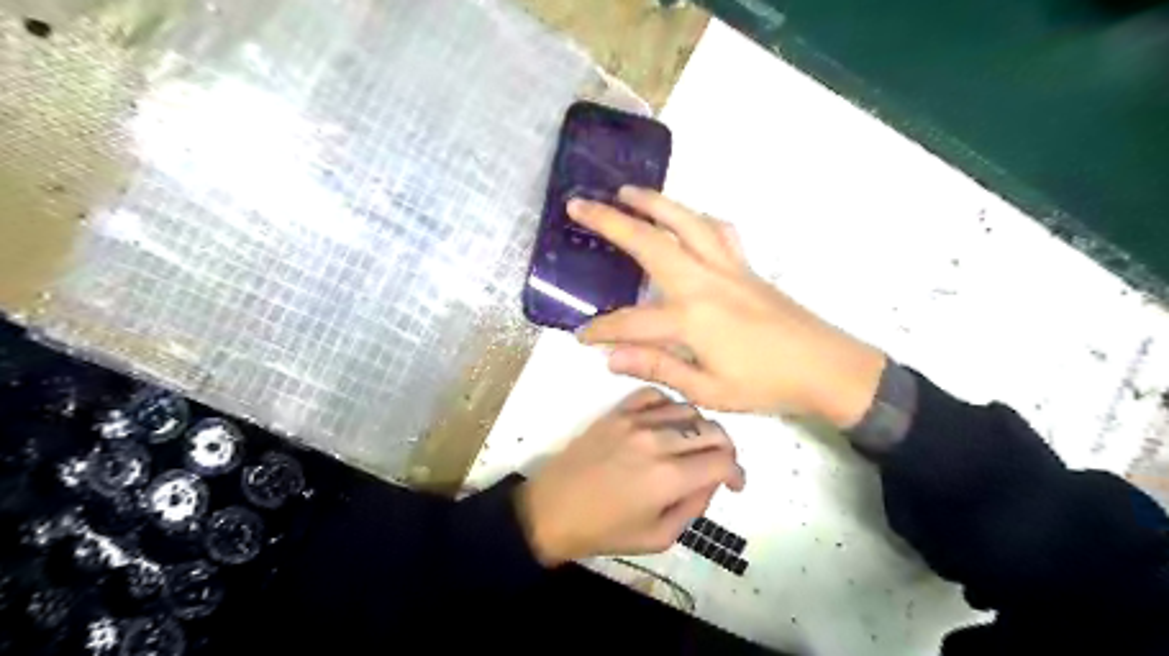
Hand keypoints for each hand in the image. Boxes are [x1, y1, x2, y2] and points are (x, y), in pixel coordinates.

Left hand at [516, 386, 742, 565]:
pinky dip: (668, 405)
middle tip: (718, 465)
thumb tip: (710, 482)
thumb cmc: (603, 531)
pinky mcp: (616, 412)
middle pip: (712, 430)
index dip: (737, 473)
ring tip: (692, 445)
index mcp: (669, 478)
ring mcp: (635, 422)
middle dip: (725, 449)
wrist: (552, 509)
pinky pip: (654, 395)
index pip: (723, 461)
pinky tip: (666, 422)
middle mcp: (657, 441)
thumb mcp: (657, 537)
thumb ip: (693, 508)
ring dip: (699, 427)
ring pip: (687, 409)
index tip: (733, 484)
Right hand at [570, 188, 885, 428]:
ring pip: (685, 222)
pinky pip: (718, 231)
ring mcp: (727, 268)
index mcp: (691, 318)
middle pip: (649, 244)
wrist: (827, 368)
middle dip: (610, 222)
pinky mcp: (745, 266)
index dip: (602, 331)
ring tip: (626, 192)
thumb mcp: (709, 390)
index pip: (630, 323)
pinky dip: (697, 218)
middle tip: (579, 205)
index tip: (582, 336)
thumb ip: (658, 367)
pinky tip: (686, 217)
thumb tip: (611, 358)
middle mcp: (704, 282)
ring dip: (653, 203)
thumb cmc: (766, 385)